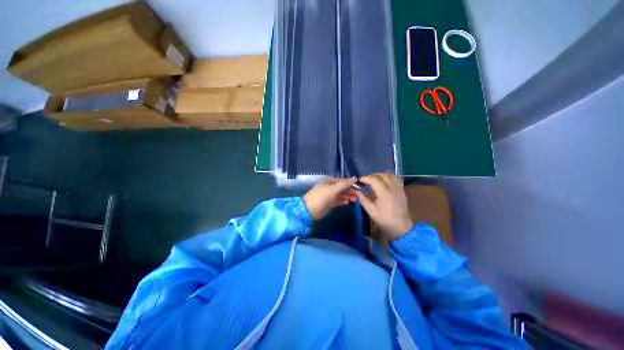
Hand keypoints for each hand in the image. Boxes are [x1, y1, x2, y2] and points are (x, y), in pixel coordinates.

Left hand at [303, 178, 357, 219]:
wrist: (309, 210)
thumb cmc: (321, 197)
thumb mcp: (332, 189)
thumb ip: (344, 184)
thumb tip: (355, 178)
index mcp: (329, 181)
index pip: (342, 180)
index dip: (350, 183)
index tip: (359, 187)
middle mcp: (330, 187)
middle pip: (342, 187)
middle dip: (350, 190)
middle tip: (358, 195)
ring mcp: (330, 195)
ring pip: (341, 194)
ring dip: (348, 196)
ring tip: (355, 199)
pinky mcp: (330, 203)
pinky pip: (339, 200)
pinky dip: (343, 201)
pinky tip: (348, 202)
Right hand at [355, 173, 412, 239]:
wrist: (400, 226)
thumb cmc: (384, 219)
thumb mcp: (370, 210)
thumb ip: (362, 198)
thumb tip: (355, 190)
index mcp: (384, 194)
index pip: (374, 179)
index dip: (365, 178)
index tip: (359, 181)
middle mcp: (393, 188)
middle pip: (381, 175)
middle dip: (371, 176)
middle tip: (365, 181)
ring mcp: (399, 188)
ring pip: (389, 175)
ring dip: (380, 175)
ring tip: (373, 180)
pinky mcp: (402, 190)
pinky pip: (395, 178)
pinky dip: (388, 177)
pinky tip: (383, 181)